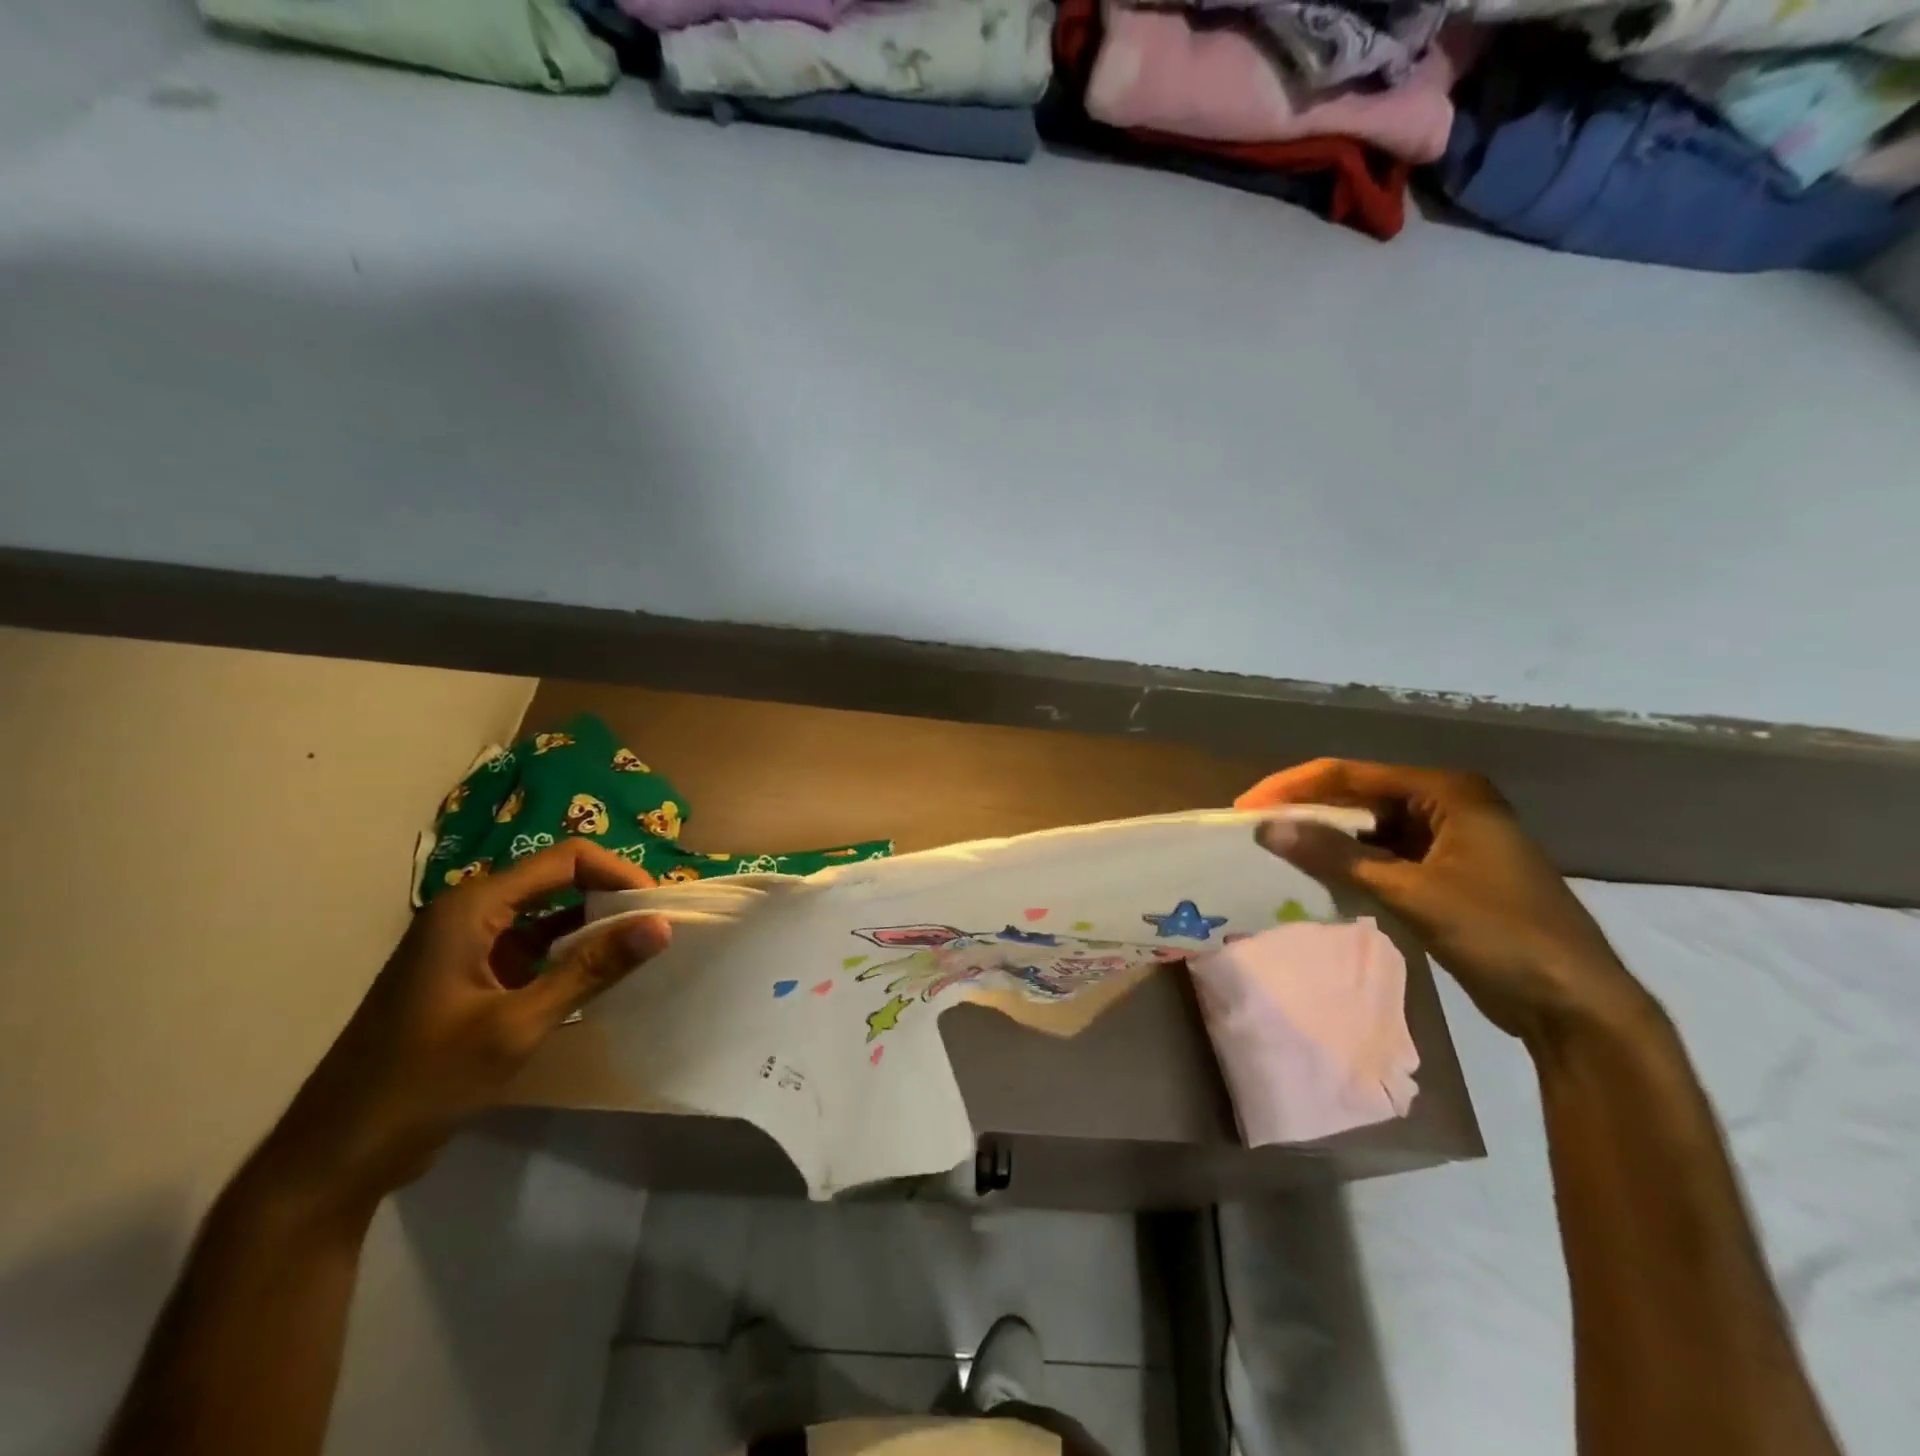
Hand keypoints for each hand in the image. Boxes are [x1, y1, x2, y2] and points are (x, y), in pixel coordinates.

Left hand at [258, 841, 670, 1214]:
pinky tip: (599, 980)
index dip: (618, 874)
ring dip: (592, 929)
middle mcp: (469, 914)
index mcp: (473, 908)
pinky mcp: (469, 977)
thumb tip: (660, 925)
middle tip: (656, 929)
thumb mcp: (516, 1025)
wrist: (336, 1158)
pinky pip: (532, 948)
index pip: (565, 860)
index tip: (658, 908)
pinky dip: (568, 957)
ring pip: (547, 916)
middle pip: (557, 881)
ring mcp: (467, 947)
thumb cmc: (424, 1082)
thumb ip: (591, 969)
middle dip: (610, 898)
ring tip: (639, 952)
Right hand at [1238, 759, 1652, 1045]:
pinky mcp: (1444, 874)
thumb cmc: (1501, 934)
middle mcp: (1446, 805)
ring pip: (1368, 829)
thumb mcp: (1412, 892)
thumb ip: (1337, 857)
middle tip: (1254, 830)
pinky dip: (1349, 865)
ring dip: (1326, 839)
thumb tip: (1266, 829)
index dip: (1293, 788)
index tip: (1245, 809)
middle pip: (1358, 798)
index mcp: (1447, 792)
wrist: (1576, 1007)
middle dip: (1306, 812)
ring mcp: (1447, 840)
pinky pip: (1382, 857)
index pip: (1350, 775)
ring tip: (1275, 850)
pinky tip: (1316, 876)